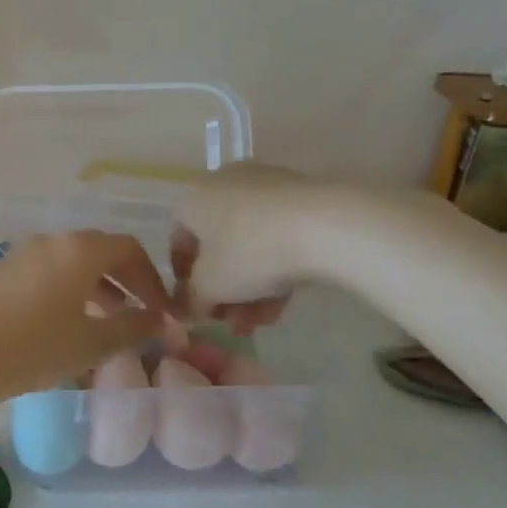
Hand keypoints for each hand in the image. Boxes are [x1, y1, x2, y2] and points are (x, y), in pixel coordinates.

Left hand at [0, 231, 172, 404]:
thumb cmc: (37, 346)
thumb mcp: (94, 343)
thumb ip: (135, 327)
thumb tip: (163, 321)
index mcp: (80, 249)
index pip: (130, 249)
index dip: (152, 279)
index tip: (162, 310)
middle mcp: (51, 240)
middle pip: (100, 251)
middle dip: (126, 281)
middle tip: (140, 313)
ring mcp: (22, 252)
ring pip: (71, 261)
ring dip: (96, 285)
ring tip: (108, 321)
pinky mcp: (2, 269)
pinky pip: (47, 270)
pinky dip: (68, 287)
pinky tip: (68, 321)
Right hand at [170, 163, 328, 332]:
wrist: (327, 227)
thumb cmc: (250, 252)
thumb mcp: (211, 286)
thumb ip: (192, 300)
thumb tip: (188, 309)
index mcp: (193, 199)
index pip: (179, 241)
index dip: (185, 280)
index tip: (199, 307)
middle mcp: (224, 185)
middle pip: (218, 247)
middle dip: (225, 291)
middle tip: (236, 322)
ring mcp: (266, 187)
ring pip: (250, 245)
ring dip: (252, 287)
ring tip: (265, 320)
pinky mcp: (302, 196)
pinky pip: (278, 236)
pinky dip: (277, 267)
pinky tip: (286, 301)